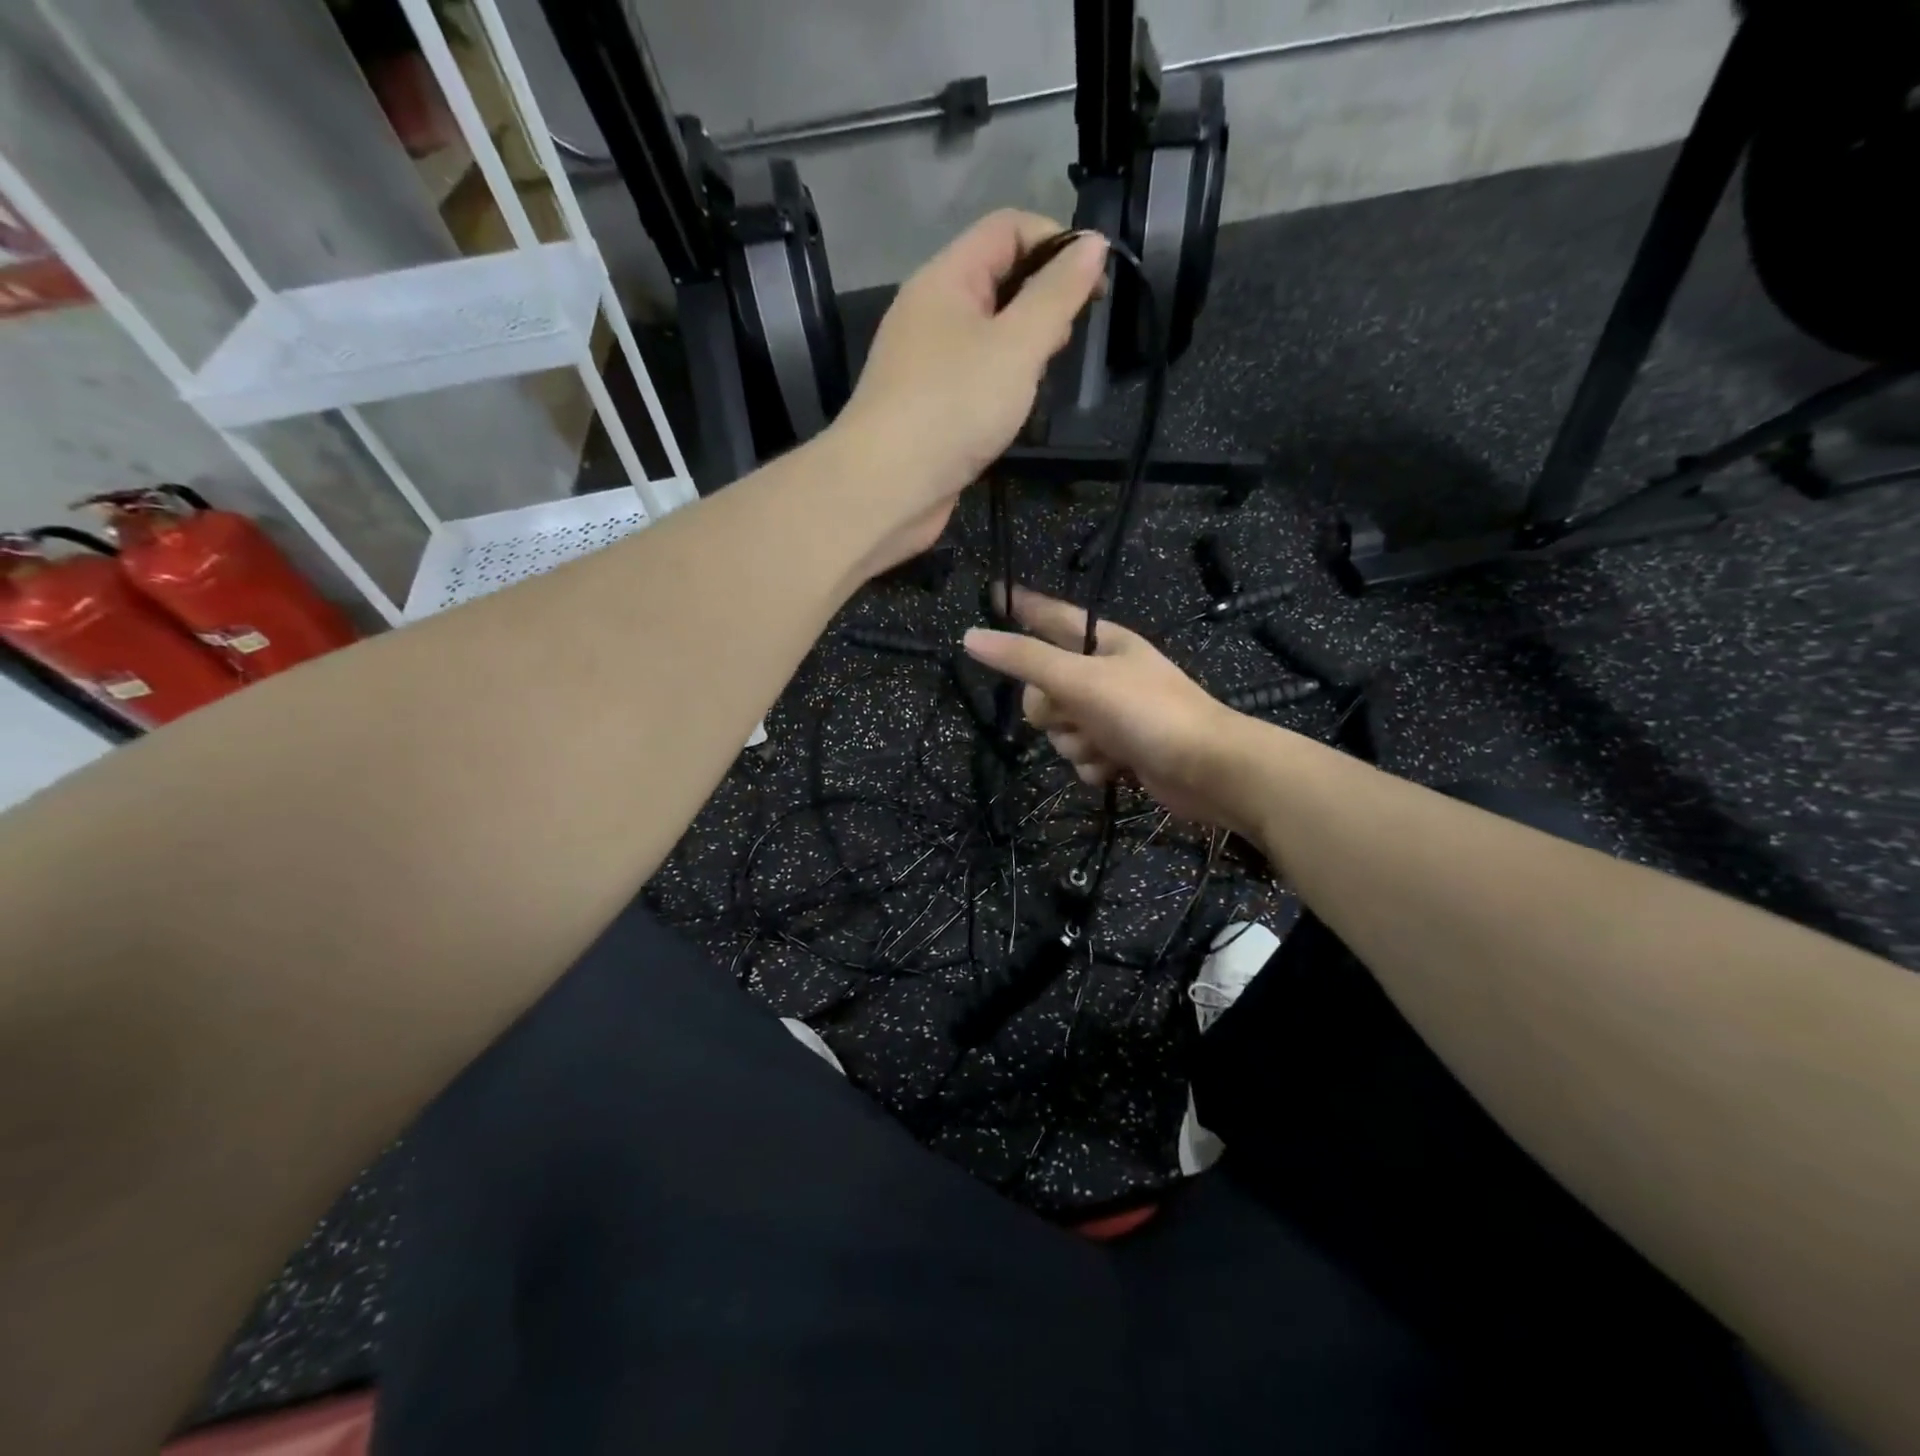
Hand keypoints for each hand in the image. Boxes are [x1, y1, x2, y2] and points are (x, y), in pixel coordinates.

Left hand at [832, 211, 1106, 569]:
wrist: (885, 487)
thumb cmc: (953, 407)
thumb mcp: (1017, 345)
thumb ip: (1057, 295)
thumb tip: (1092, 243)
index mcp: (945, 278)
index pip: (1006, 228)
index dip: (1055, 240)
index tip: (1095, 282)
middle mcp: (929, 312)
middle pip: (996, 279)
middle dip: (1041, 298)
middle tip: (1069, 338)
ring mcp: (924, 363)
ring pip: (985, 334)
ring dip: (1022, 346)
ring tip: (1045, 375)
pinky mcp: (925, 407)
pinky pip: (971, 377)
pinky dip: (999, 383)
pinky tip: (1014, 409)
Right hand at [963, 587, 1260, 835]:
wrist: (1207, 769)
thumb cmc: (1146, 711)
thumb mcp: (1080, 679)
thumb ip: (1024, 659)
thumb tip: (971, 637)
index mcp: (1103, 644)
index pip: (1051, 617)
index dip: (1022, 606)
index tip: (993, 594)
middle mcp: (1107, 675)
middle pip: (1045, 687)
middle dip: (1051, 709)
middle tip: (1069, 713)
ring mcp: (1114, 714)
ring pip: (1061, 728)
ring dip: (1075, 743)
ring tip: (1103, 745)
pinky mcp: (1122, 750)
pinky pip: (1082, 755)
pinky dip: (1093, 765)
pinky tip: (1114, 769)